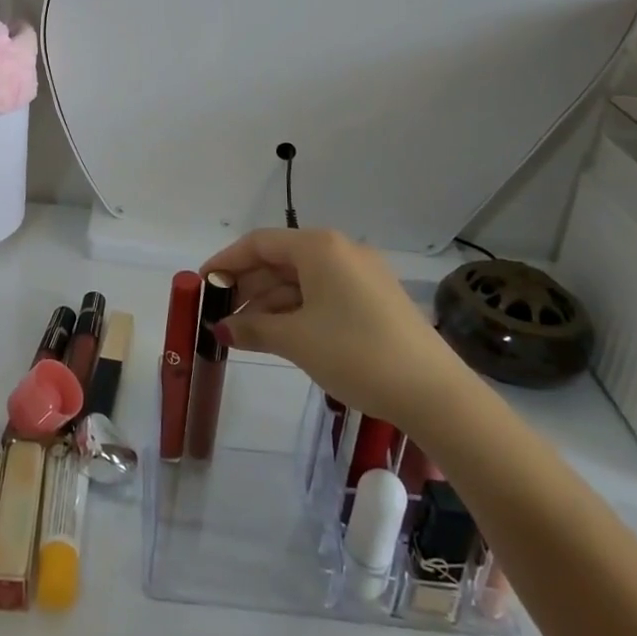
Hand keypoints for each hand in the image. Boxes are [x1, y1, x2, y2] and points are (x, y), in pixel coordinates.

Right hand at [200, 228, 465, 425]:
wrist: (434, 392)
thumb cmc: (356, 353)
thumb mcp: (296, 340)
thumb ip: (253, 329)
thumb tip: (222, 331)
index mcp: (319, 247)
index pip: (259, 243)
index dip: (226, 261)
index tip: (203, 285)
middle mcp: (340, 250)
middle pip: (280, 259)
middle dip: (247, 286)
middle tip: (220, 314)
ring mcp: (361, 274)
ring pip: (302, 279)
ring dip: (271, 302)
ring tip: (244, 332)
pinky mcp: (375, 299)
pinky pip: (323, 294)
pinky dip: (297, 310)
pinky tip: (280, 334)